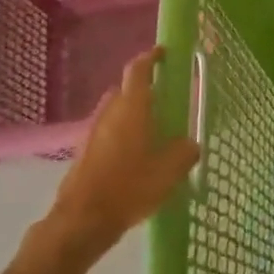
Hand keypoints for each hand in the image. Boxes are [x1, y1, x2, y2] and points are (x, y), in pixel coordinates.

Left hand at [45, 47, 200, 261]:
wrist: (82, 220)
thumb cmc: (129, 187)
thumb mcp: (169, 171)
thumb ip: (185, 152)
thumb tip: (191, 144)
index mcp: (132, 106)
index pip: (139, 69)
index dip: (151, 57)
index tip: (164, 53)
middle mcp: (110, 111)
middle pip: (128, 90)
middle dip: (146, 91)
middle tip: (167, 101)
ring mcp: (93, 131)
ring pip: (117, 112)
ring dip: (134, 115)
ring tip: (155, 133)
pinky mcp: (84, 152)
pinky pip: (108, 132)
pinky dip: (123, 135)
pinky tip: (136, 158)